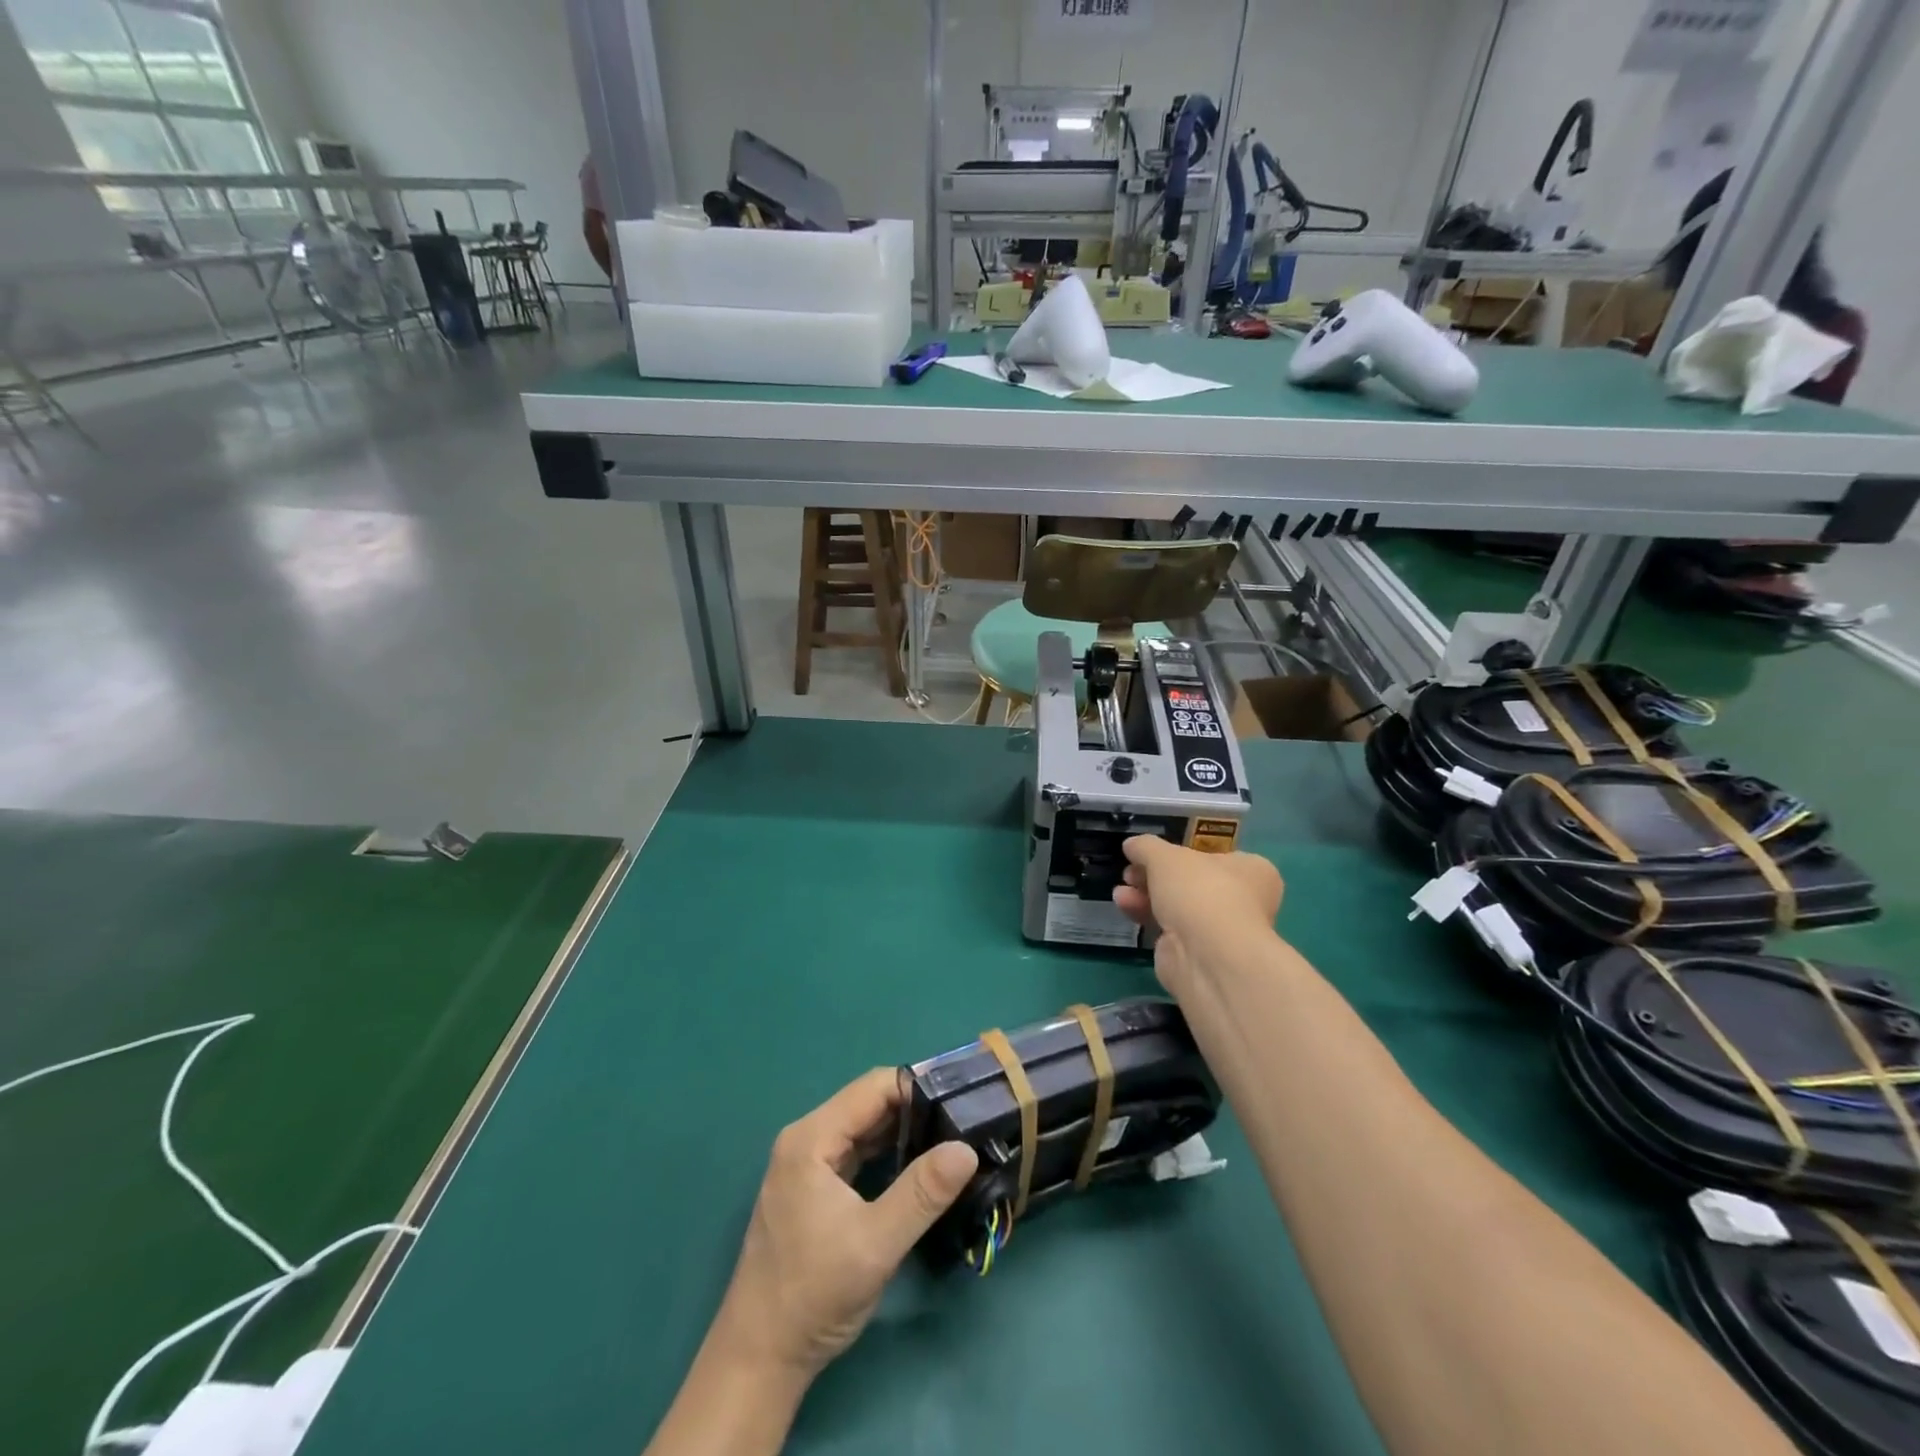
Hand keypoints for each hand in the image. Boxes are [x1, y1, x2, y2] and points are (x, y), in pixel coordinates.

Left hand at [711, 1068, 978, 1380]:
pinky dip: (885, 1152)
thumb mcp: (876, 1244)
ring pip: (862, 1128)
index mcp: (812, 1138)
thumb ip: (922, 1193)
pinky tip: (915, 1163)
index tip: (959, 1098)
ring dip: (901, 1130)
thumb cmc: (814, 1295)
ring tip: (948, 1136)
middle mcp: (805, 1139)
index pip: (872, 1088)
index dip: (917, 1087)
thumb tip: (966, 1149)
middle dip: (914, 1107)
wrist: (760, 1357)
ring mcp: (806, 1163)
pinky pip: (854, 1152)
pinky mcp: (811, 1187)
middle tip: (961, 1118)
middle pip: (867, 1103)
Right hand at [1113, 836, 1283, 990]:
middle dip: (1154, 876)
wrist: (1207, 955)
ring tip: (1121, 891)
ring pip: (1176, 905)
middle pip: (1189, 882)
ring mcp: (1219, 930)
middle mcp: (1242, 900)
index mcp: (1251, 870)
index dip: (1179, 853)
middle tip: (1131, 872)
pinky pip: (1168, 928)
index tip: (1151, 855)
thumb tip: (1132, 845)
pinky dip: (1146, 915)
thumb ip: (1146, 846)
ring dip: (1145, 895)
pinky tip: (1124, 906)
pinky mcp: (1197, 953)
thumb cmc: (1199, 891)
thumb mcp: (1165, 856)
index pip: (1212, 856)